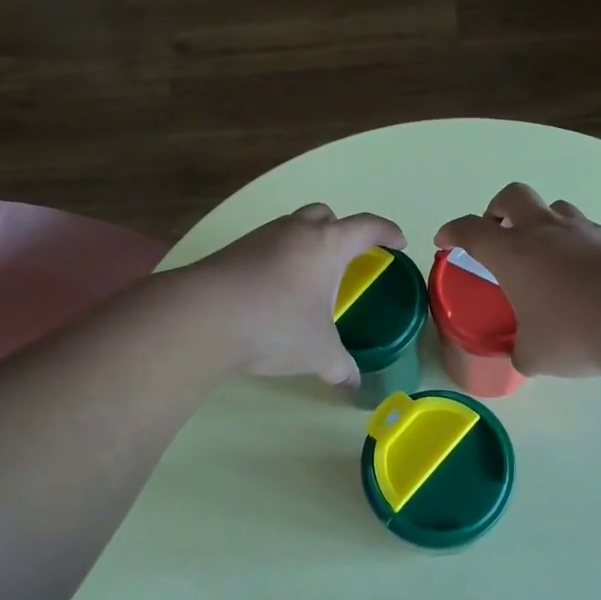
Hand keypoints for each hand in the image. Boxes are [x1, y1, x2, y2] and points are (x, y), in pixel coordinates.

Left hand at [185, 203, 405, 384]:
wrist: (202, 316)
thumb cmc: (276, 326)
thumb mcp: (318, 352)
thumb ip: (340, 367)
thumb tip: (354, 384)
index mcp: (327, 245)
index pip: (367, 226)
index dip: (387, 231)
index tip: (398, 242)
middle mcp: (296, 231)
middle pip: (326, 214)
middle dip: (341, 229)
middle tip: (347, 256)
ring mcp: (261, 237)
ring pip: (292, 226)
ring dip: (306, 242)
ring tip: (309, 276)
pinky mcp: (233, 250)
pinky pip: (267, 244)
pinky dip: (278, 257)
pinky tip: (274, 289)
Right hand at [436, 183, 600, 377]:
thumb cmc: (576, 332)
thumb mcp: (536, 356)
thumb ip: (522, 352)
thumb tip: (522, 356)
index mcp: (512, 253)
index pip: (471, 230)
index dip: (452, 231)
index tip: (445, 239)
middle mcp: (544, 231)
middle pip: (513, 196)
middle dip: (497, 209)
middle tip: (497, 231)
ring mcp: (583, 231)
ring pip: (554, 208)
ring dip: (541, 222)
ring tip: (544, 253)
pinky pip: (586, 230)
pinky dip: (575, 244)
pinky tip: (583, 275)